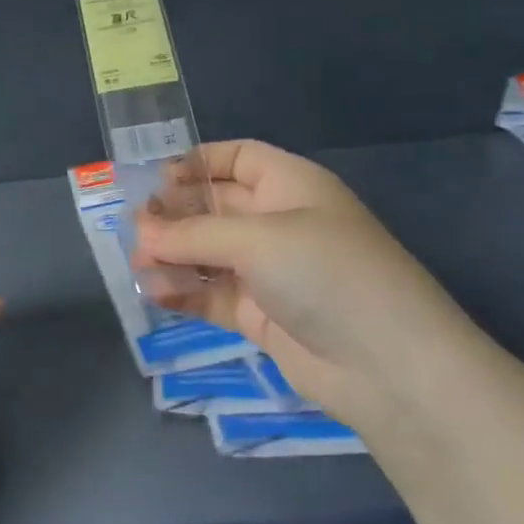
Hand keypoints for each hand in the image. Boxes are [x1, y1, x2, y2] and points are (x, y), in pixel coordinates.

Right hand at [134, 140, 490, 431]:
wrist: (387, 365)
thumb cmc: (325, 273)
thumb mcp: (256, 239)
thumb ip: (192, 234)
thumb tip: (140, 233)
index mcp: (291, 186)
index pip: (239, 158)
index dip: (198, 162)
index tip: (155, 180)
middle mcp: (279, 223)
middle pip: (215, 206)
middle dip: (174, 214)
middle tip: (135, 228)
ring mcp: (270, 272)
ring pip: (209, 253)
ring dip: (173, 256)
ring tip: (139, 264)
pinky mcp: (261, 315)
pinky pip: (213, 294)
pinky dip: (185, 291)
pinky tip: (156, 293)